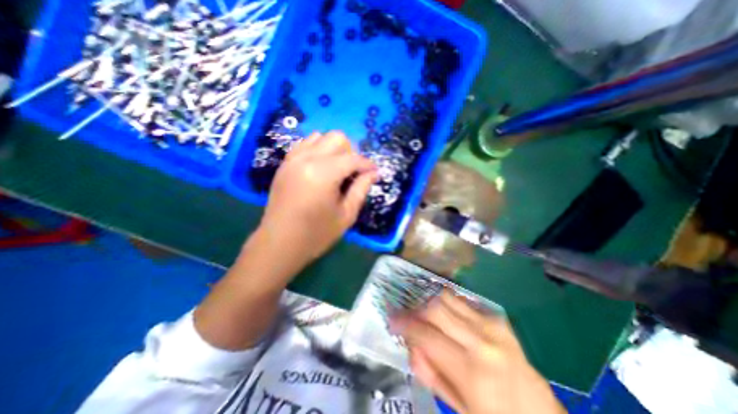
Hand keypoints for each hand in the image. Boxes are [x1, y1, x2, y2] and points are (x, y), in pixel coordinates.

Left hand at [260, 130, 376, 263]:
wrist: (279, 243)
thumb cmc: (316, 234)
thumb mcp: (346, 215)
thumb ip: (361, 189)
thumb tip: (373, 173)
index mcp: (323, 174)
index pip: (353, 158)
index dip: (368, 165)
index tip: (375, 173)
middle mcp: (306, 159)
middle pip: (337, 138)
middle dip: (351, 153)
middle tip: (353, 174)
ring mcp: (293, 159)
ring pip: (320, 137)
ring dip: (334, 150)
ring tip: (336, 171)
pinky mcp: (285, 164)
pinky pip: (305, 144)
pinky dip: (318, 150)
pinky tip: (321, 169)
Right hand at [392, 291, 565, 413]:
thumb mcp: (457, 407)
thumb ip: (429, 372)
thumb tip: (412, 342)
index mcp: (471, 370)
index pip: (426, 334)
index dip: (404, 323)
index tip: (391, 317)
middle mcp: (481, 340)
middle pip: (436, 307)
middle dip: (416, 309)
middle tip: (407, 316)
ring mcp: (492, 325)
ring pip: (448, 297)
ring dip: (431, 303)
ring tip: (425, 315)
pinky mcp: (498, 319)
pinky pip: (464, 302)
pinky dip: (449, 305)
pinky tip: (447, 317)